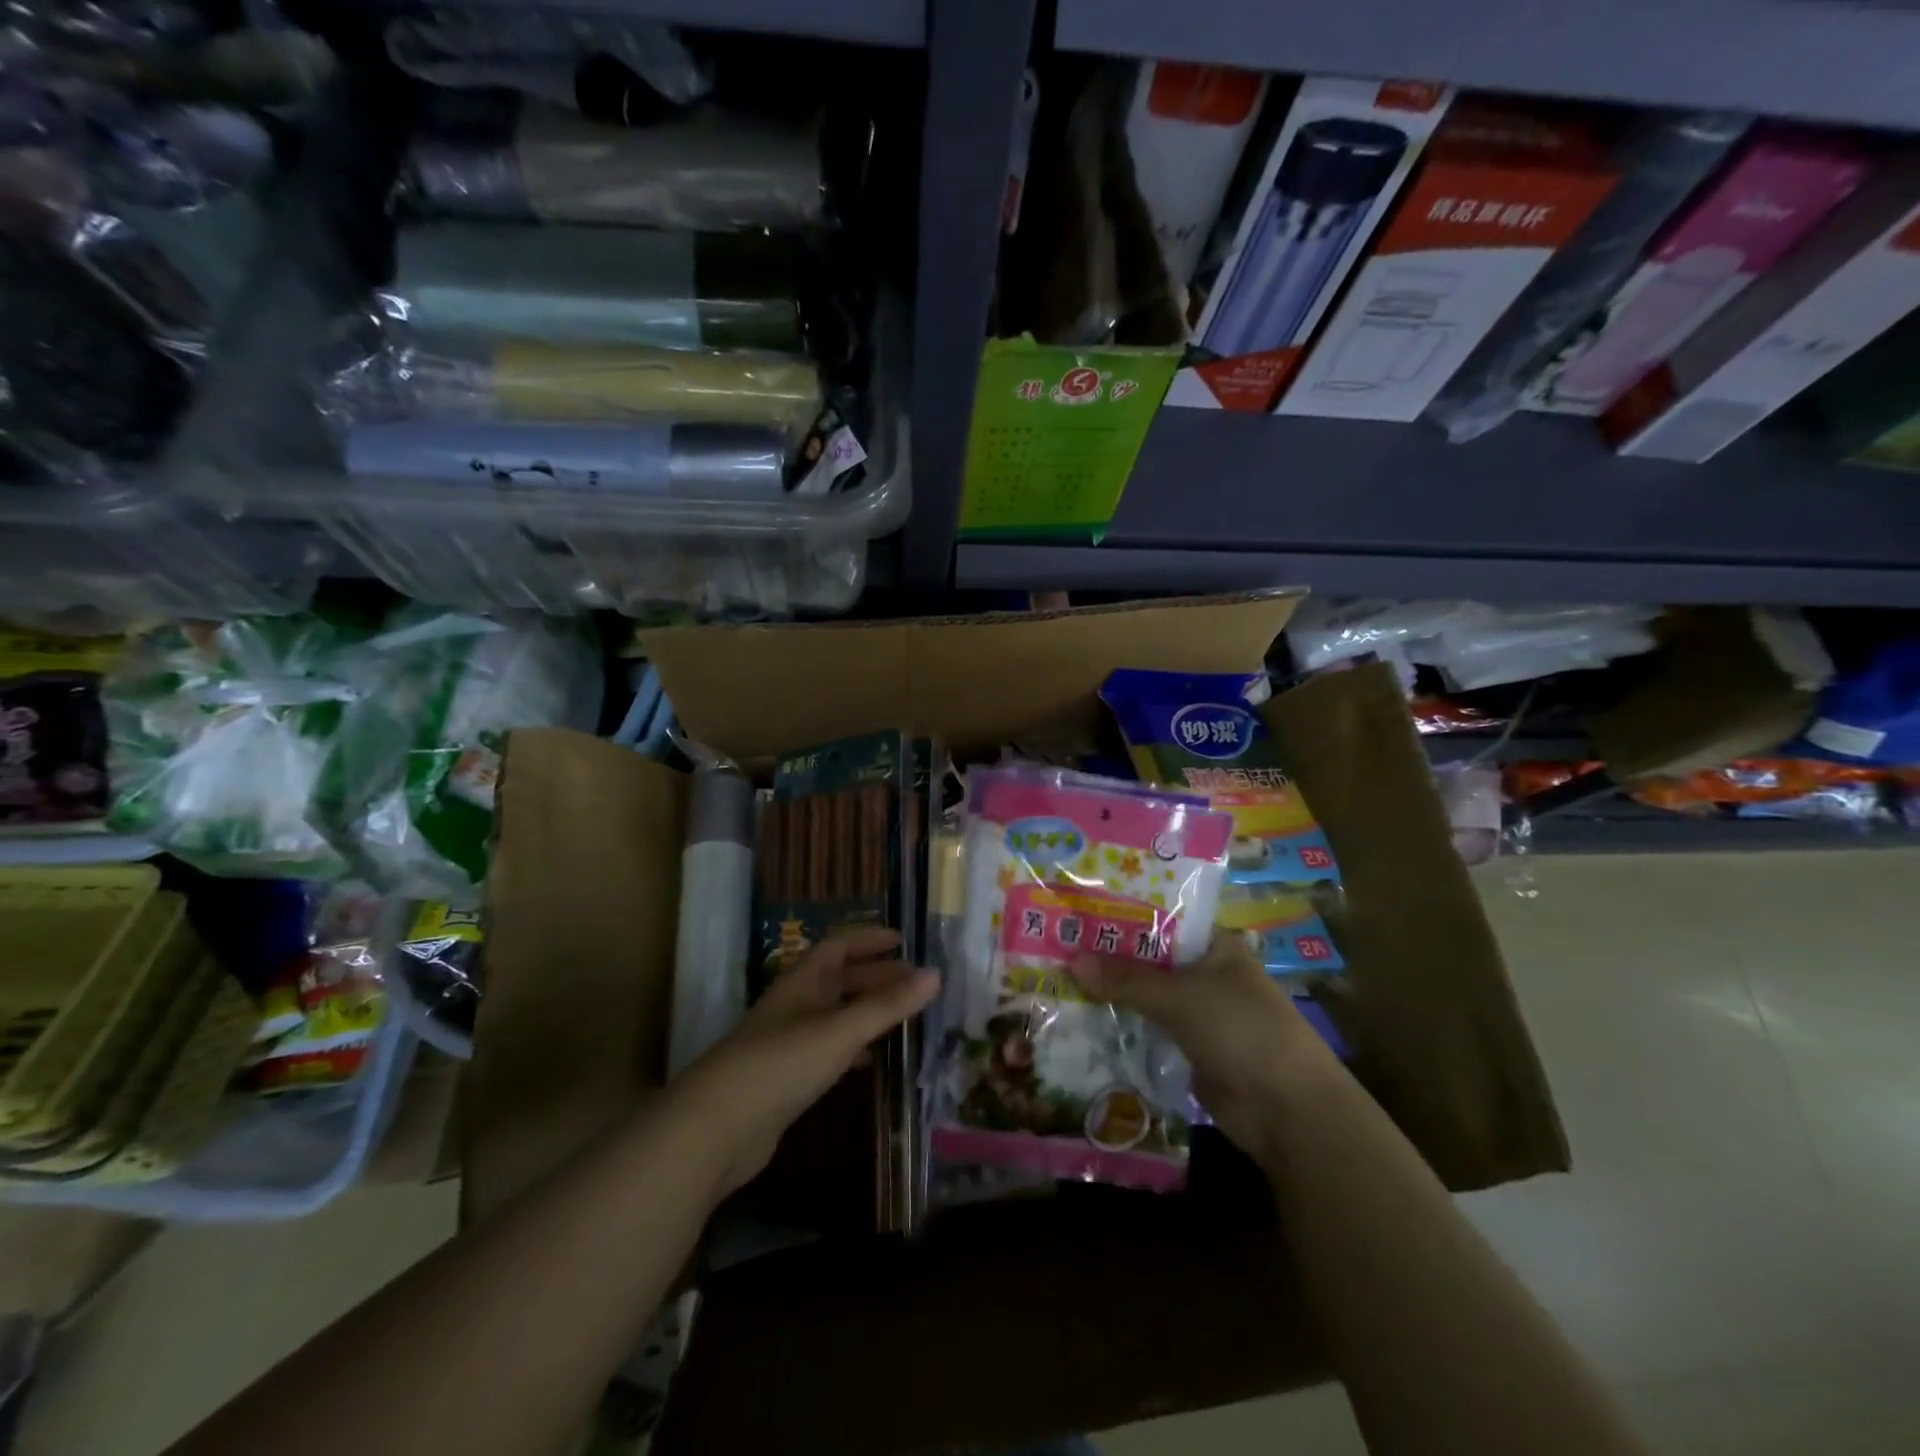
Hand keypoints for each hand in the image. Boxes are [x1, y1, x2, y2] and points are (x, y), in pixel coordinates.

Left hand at [670, 927, 938, 1196]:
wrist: (717, 1128)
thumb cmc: (781, 1064)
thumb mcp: (840, 1031)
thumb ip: (887, 1005)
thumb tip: (936, 974)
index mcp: (803, 982)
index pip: (838, 946)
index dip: (868, 939)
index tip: (902, 941)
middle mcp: (794, 1005)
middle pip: (839, 980)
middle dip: (876, 977)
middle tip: (916, 984)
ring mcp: (787, 1042)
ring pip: (834, 1015)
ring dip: (866, 1011)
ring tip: (903, 1018)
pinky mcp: (785, 1078)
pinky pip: (827, 1049)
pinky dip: (852, 1047)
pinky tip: (869, 1061)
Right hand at [1069, 932, 1340, 1159]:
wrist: (1288, 1112)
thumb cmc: (1242, 1031)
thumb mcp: (1181, 997)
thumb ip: (1126, 979)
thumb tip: (1070, 960)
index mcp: (1214, 946)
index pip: (1160, 920)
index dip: (1120, 916)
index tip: (1076, 912)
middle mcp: (1205, 974)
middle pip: (1148, 960)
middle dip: (1107, 958)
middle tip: (1054, 945)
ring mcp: (1197, 1014)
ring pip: (1145, 996)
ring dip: (1110, 993)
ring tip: (1056, 979)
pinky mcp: (1189, 1049)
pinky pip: (1148, 1029)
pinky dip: (1121, 1025)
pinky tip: (1081, 1019)